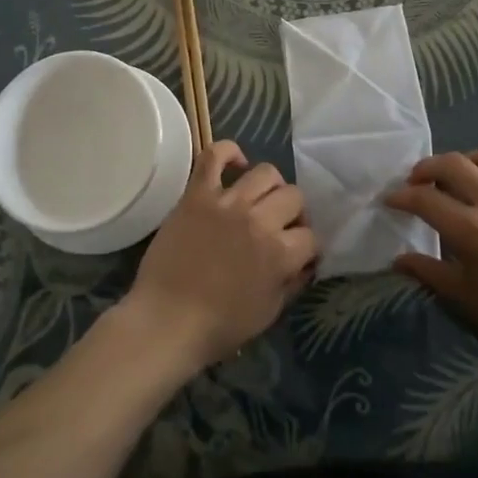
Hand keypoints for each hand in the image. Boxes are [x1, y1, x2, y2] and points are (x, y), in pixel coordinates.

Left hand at [124, 141, 316, 374]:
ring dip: (270, 187)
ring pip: (266, 172)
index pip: (311, 236)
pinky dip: (228, 152)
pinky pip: (214, 155)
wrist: (166, 320)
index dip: (307, 247)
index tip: (297, 254)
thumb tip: (305, 262)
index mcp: (279, 253)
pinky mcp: (197, 194)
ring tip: (260, 200)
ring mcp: (227, 202)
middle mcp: (259, 220)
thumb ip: (292, 283)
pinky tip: (236, 164)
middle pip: (294, 197)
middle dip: (293, 214)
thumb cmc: (218, 326)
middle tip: (279, 227)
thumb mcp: (269, 312)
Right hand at [386, 148, 477, 383]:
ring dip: (469, 162)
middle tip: (419, 180)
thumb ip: (429, 271)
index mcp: (472, 229)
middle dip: (428, 168)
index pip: (425, 199)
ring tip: (463, 177)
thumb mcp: (465, 299)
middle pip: (453, 164)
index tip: (392, 200)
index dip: (402, 196)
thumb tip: (399, 259)